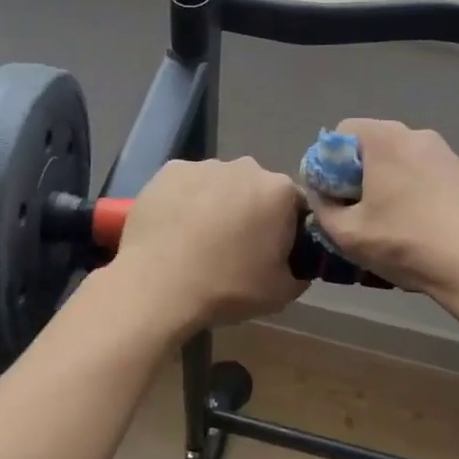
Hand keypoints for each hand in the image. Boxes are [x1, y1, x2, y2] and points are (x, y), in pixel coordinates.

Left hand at [113, 157, 308, 331]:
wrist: (157, 287)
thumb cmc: (227, 288)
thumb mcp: (281, 293)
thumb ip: (300, 273)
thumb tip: (297, 265)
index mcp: (280, 191)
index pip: (295, 205)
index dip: (288, 229)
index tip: (274, 252)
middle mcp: (247, 167)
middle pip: (257, 189)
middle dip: (252, 211)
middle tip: (236, 247)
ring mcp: (205, 165)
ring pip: (221, 184)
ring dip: (218, 204)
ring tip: (200, 239)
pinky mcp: (170, 170)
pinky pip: (188, 184)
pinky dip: (187, 200)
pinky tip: (176, 228)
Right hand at [305, 120, 458, 310]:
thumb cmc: (407, 244)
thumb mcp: (348, 234)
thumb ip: (322, 208)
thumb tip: (322, 194)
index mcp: (384, 138)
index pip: (340, 133)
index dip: (327, 164)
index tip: (332, 198)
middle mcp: (415, 133)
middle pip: (370, 145)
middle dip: (355, 175)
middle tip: (356, 213)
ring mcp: (444, 151)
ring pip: (398, 160)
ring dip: (384, 184)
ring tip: (387, 224)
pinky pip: (422, 172)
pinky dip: (411, 190)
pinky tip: (417, 225)